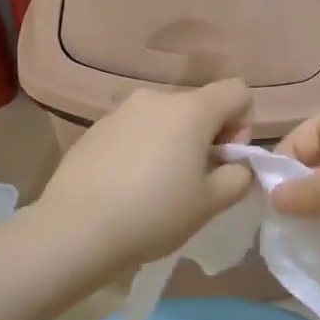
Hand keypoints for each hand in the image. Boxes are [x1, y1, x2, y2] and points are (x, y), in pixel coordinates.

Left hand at [37, 79, 255, 274]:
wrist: (76, 229)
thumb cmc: (154, 214)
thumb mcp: (212, 203)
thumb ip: (239, 176)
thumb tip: (237, 163)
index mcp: (191, 109)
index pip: (237, 91)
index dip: (243, 124)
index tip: (224, 159)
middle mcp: (156, 98)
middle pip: (199, 105)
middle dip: (207, 136)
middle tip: (196, 181)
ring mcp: (121, 111)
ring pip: (165, 119)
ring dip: (174, 142)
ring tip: (158, 186)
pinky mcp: (95, 129)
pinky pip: (135, 130)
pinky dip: (143, 149)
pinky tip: (128, 186)